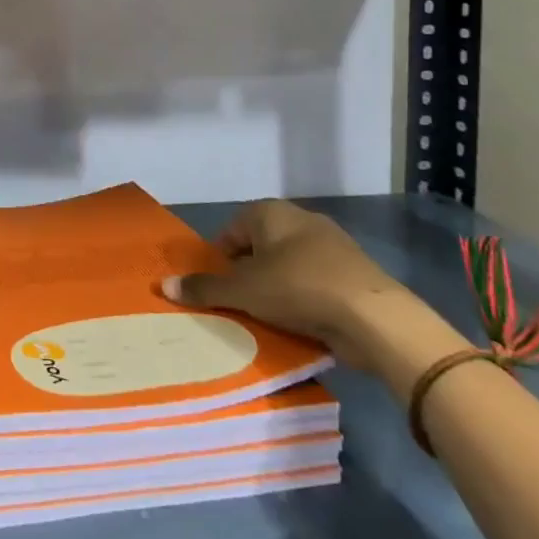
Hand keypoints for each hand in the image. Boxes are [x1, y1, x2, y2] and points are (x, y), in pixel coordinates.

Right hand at [162, 200, 419, 371]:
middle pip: (260, 247)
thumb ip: (205, 288)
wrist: (374, 316)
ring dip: (276, 289)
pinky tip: (299, 326)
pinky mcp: (352, 274)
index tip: (218, 288)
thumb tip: (164, 285)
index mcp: (270, 213)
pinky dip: (303, 301)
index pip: (232, 230)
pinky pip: (315, 284)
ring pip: (288, 267)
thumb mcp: (244, 292)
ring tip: (267, 320)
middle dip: (248, 275)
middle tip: (239, 305)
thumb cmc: (298, 289)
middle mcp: (299, 220)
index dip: (220, 259)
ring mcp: (331, 245)